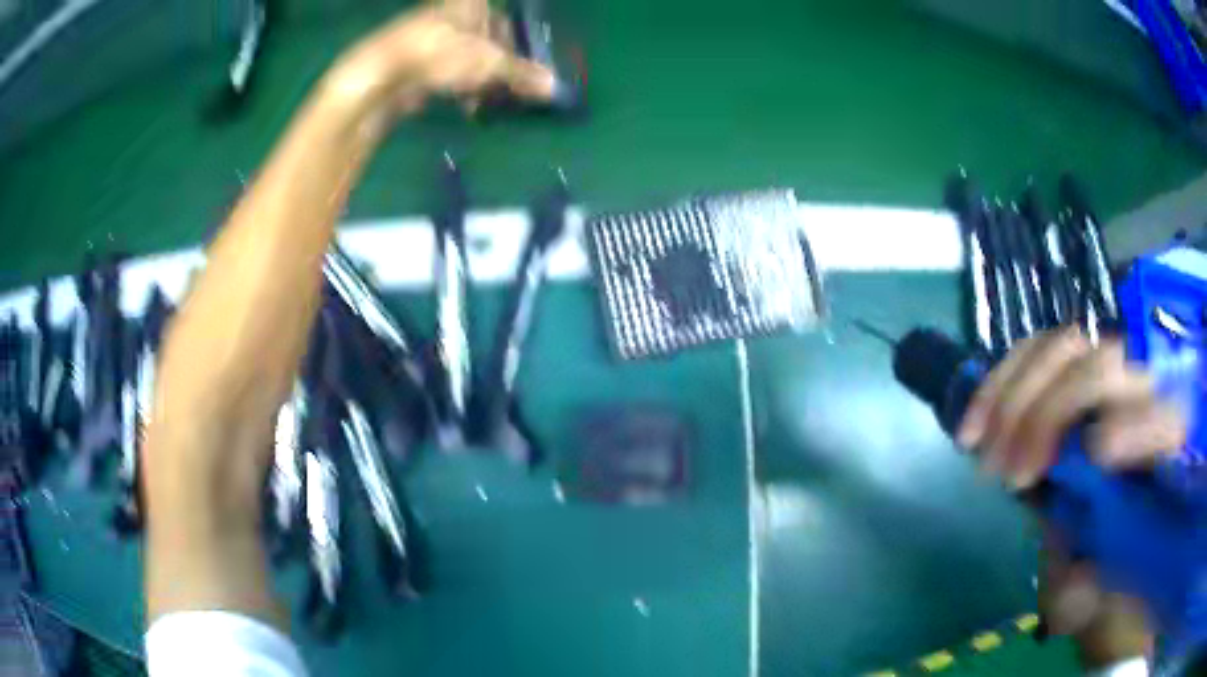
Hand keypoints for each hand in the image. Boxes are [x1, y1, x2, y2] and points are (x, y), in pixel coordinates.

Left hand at [321, 0, 557, 119]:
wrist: (381, 75)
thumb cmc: (440, 54)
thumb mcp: (489, 64)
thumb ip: (521, 74)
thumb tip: (555, 88)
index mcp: (469, 4)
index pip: (502, 18)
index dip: (515, 41)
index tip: (524, 64)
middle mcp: (449, 16)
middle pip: (484, 40)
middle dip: (498, 66)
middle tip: (509, 87)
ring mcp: (428, 39)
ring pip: (464, 58)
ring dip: (479, 81)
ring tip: (485, 101)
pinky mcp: (413, 63)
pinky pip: (445, 73)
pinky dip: (458, 88)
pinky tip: (464, 105)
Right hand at [956, 326, 1184, 665]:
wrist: (1098, 549)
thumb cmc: (1106, 578)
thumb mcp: (1101, 598)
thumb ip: (1095, 587)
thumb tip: (1077, 572)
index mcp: (1165, 449)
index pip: (1164, 414)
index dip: (1137, 423)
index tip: (1096, 455)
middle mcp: (1142, 399)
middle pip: (1104, 365)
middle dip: (1053, 412)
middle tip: (1010, 476)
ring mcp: (1103, 381)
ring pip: (1062, 349)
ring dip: (1014, 397)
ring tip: (982, 453)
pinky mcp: (1068, 380)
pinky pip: (1031, 357)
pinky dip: (997, 386)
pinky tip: (972, 427)